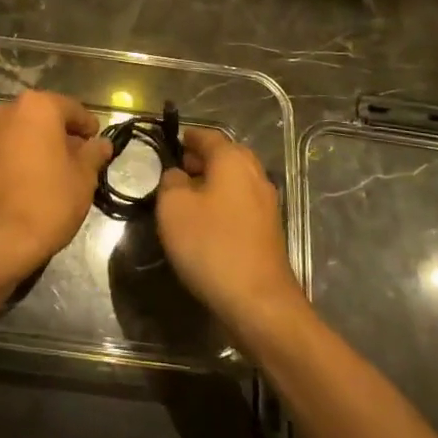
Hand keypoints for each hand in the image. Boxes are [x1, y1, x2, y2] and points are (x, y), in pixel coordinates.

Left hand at [0, 90, 111, 285]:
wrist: (0, 238)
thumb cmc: (50, 200)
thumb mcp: (84, 177)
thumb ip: (94, 153)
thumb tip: (102, 144)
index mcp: (38, 107)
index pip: (72, 108)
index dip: (88, 126)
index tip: (98, 144)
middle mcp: (9, 110)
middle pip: (45, 116)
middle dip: (63, 134)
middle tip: (80, 158)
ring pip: (24, 131)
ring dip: (41, 144)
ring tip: (57, 170)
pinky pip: (7, 147)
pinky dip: (22, 155)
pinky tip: (33, 178)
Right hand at [156, 128, 302, 333]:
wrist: (258, 301)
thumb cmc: (211, 244)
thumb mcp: (173, 207)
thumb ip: (170, 181)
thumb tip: (178, 175)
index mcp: (233, 160)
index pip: (207, 136)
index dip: (186, 138)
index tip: (168, 143)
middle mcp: (254, 174)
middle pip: (224, 156)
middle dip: (199, 160)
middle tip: (174, 172)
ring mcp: (266, 203)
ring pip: (233, 181)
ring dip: (211, 183)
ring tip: (185, 199)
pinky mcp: (269, 229)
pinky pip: (240, 203)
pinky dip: (222, 203)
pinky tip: (205, 222)